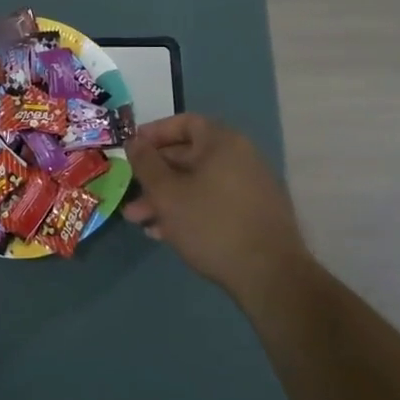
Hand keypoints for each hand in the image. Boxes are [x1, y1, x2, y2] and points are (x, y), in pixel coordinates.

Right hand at [122, 114, 313, 301]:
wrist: (270, 276)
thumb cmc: (212, 224)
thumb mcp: (167, 193)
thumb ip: (146, 164)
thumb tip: (134, 141)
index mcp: (222, 143)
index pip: (184, 123)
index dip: (154, 133)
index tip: (131, 149)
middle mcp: (240, 158)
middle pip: (188, 156)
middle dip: (155, 176)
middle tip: (129, 193)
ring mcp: (250, 187)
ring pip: (198, 184)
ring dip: (167, 198)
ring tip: (140, 221)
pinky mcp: (253, 215)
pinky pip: (213, 202)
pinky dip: (188, 211)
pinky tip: (166, 234)